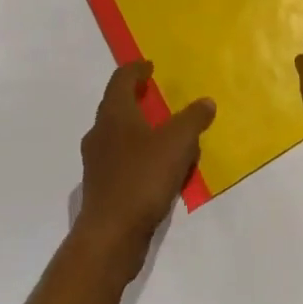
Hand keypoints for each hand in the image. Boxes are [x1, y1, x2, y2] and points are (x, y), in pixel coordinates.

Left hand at [73, 61, 214, 277]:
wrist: (110, 237)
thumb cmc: (142, 179)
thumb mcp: (177, 144)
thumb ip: (193, 120)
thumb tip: (206, 102)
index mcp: (114, 113)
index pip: (121, 78)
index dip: (136, 69)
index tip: (150, 67)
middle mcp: (100, 131)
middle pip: (116, 104)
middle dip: (136, 99)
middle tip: (157, 97)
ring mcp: (96, 161)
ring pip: (117, 134)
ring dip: (137, 129)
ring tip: (162, 135)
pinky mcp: (100, 187)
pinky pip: (120, 160)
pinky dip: (136, 155)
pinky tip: (155, 170)